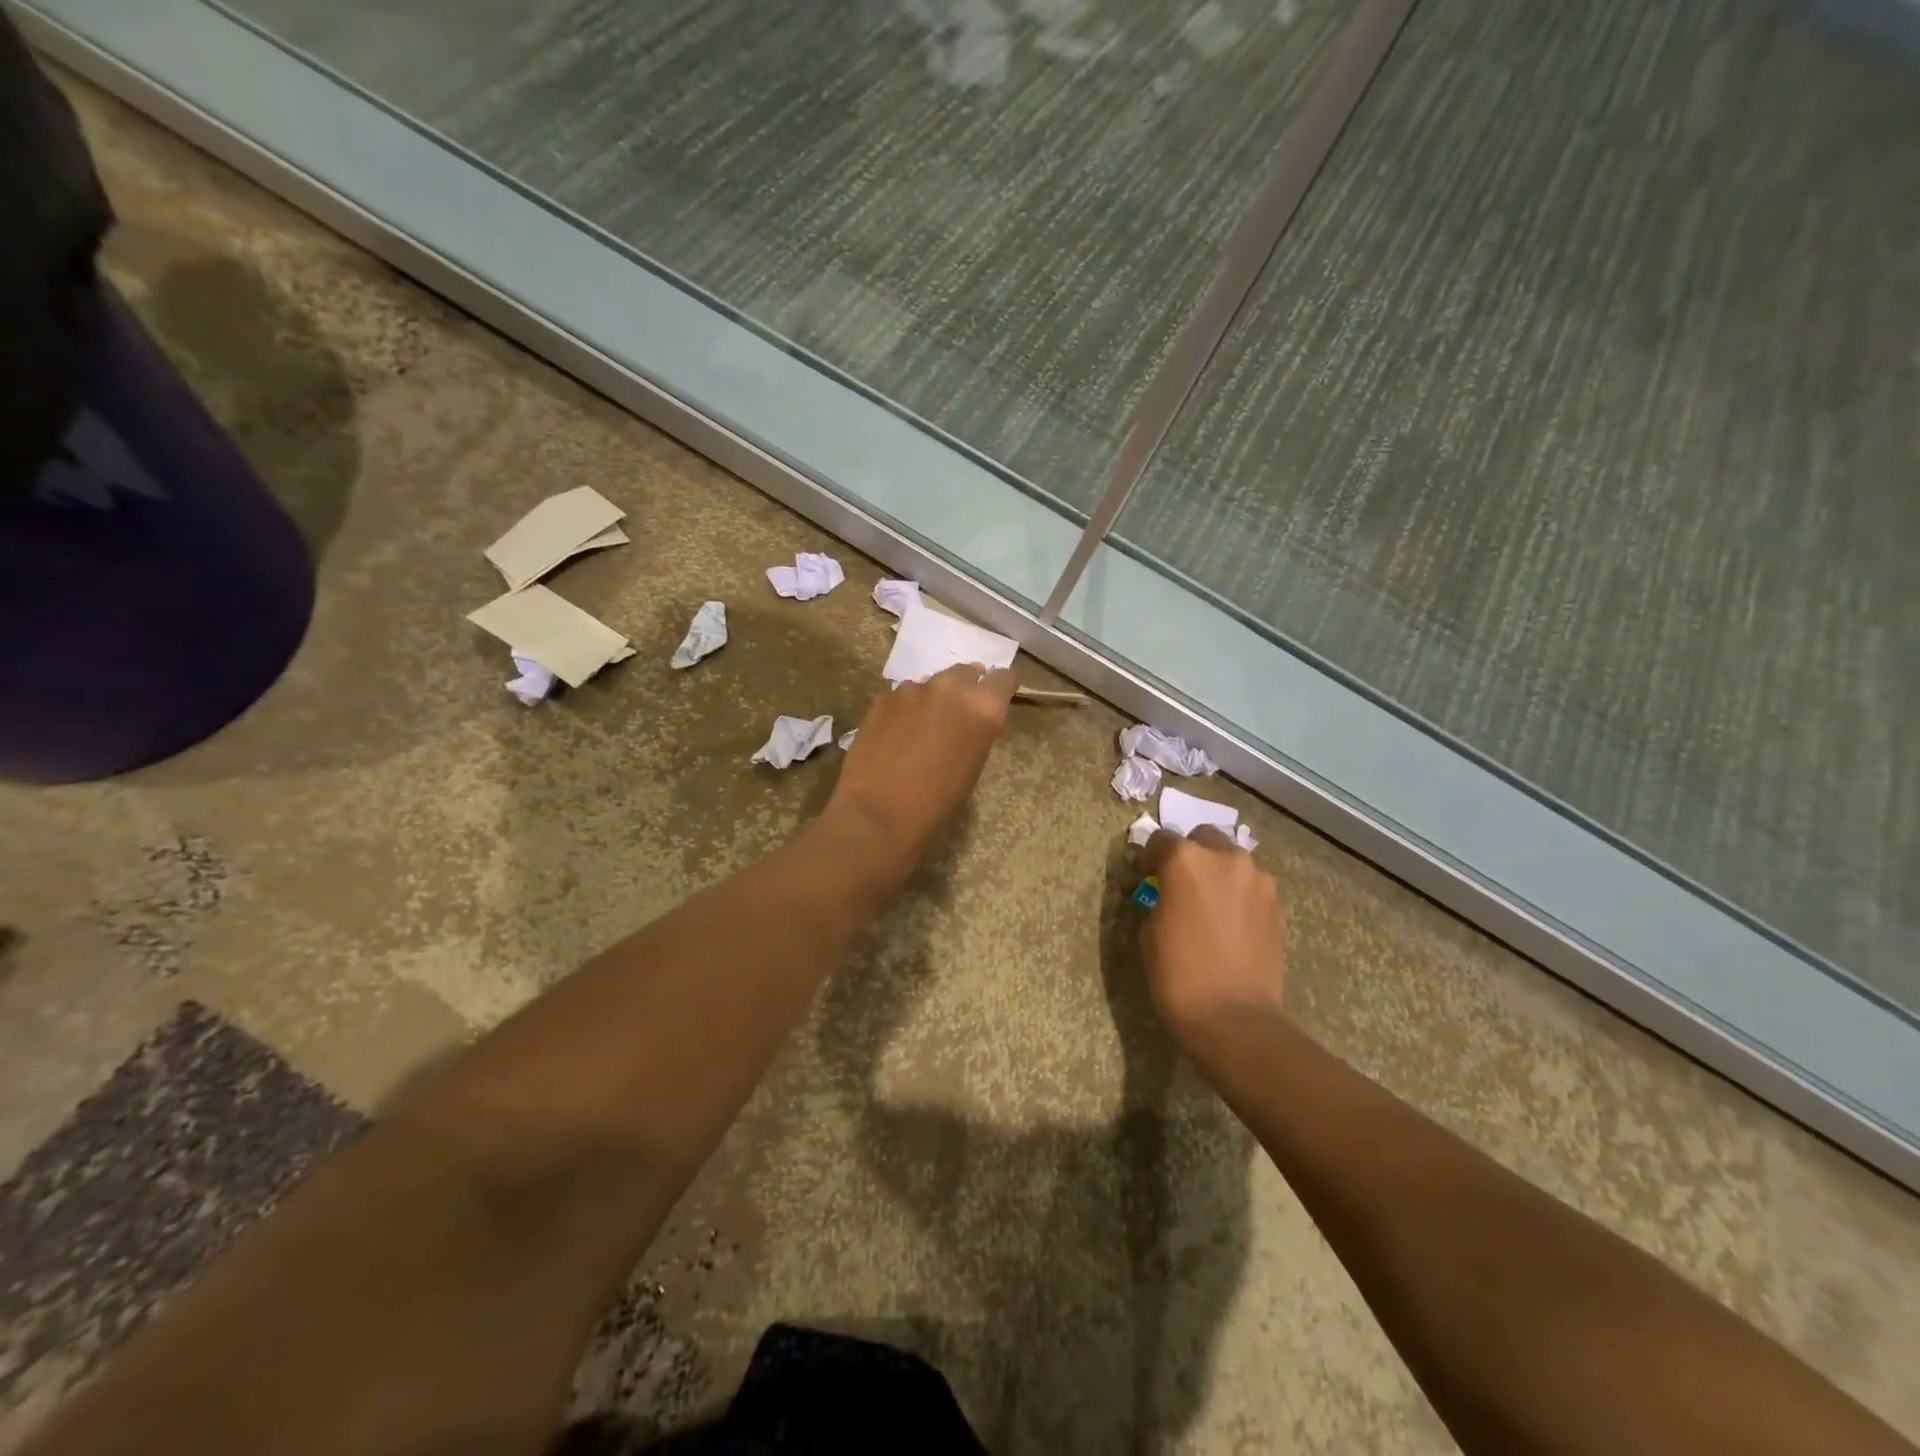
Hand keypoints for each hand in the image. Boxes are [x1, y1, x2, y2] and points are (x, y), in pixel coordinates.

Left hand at [825, 662, 1017, 866]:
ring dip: (932, 698)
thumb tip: (970, 721)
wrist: (879, 813)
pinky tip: (895, 733)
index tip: (996, 697)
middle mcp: (951, 688)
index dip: (1001, 686)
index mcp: (983, 707)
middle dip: (965, 687)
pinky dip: (904, 708)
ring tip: (922, 727)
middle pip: (965, 672)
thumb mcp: (973, 765)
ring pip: (931, 683)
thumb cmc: (937, 802)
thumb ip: (977, 731)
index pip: (1003, 678)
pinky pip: (902, 695)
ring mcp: (913, 689)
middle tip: (957, 713)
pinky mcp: (883, 697)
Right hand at [1136, 826, 1288, 1053]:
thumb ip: (1161, 898)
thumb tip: (1170, 895)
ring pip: (1232, 861)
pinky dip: (1239, 895)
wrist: (1234, 1016)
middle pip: (1204, 838)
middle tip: (1182, 886)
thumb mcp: (1150, 931)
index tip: (1147, 878)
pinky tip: (1231, 924)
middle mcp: (1225, 858)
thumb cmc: (1178, 973)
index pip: (1160, 840)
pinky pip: (1252, 887)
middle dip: (1191, 855)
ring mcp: (1258, 880)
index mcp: (1186, 859)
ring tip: (1210, 906)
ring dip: (1219, 873)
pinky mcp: (1277, 905)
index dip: (1150, 859)